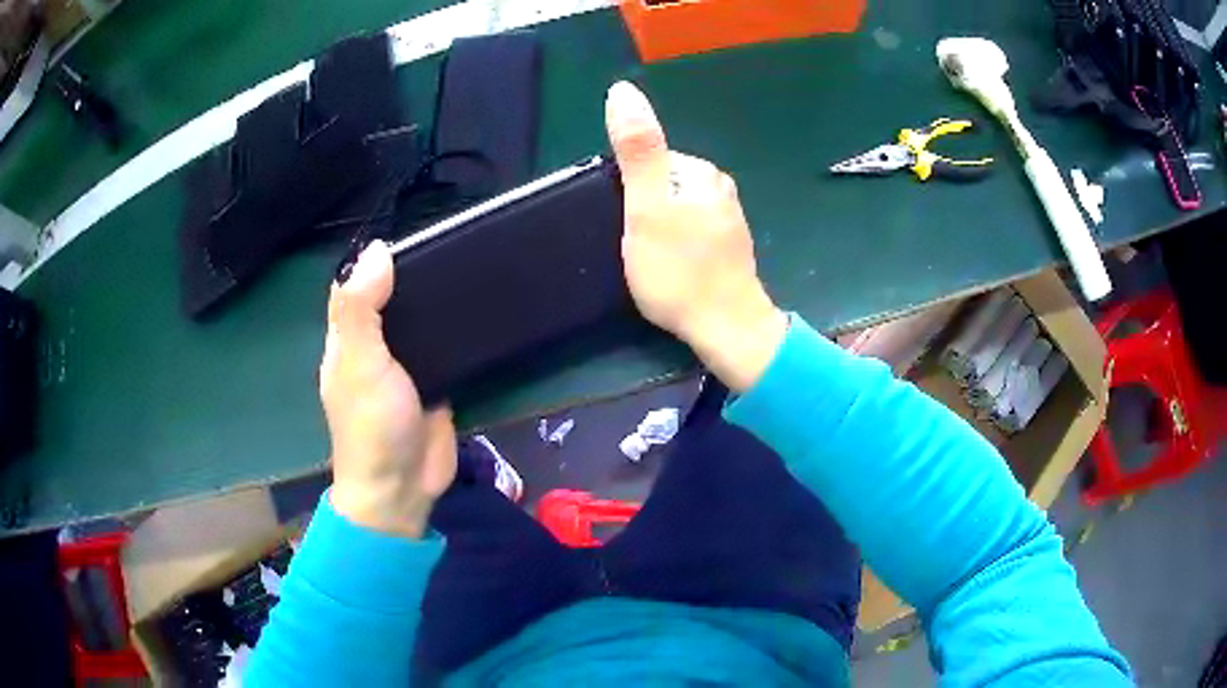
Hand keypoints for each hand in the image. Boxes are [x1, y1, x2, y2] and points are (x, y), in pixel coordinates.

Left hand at [321, 240, 455, 537]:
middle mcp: (375, 347)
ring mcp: (406, 366)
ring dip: (439, 301)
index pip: (357, 286)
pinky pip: (445, 348)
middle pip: (393, 301)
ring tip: (476, 265)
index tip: (415, 231)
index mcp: (348, 339)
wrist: (404, 487)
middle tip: (457, 243)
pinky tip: (481, 308)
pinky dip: (458, 330)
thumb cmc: (373, 425)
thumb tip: (377, 249)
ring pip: (421, 322)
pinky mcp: (435, 382)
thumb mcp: (359, 363)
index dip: (378, 260)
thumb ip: (361, 309)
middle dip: (416, 276)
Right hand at [605, 81, 787, 391]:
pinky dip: (676, 245)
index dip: (629, 192)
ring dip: (658, 230)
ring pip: (676, 210)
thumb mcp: (648, 206)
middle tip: (640, 247)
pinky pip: (690, 231)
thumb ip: (638, 150)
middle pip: (662, 185)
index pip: (650, 161)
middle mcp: (720, 188)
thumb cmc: (680, 270)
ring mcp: (728, 218)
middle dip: (644, 210)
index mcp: (701, 172)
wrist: (727, 329)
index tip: (629, 225)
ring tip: (655, 262)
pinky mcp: (729, 245)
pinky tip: (675, 269)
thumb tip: (622, 90)